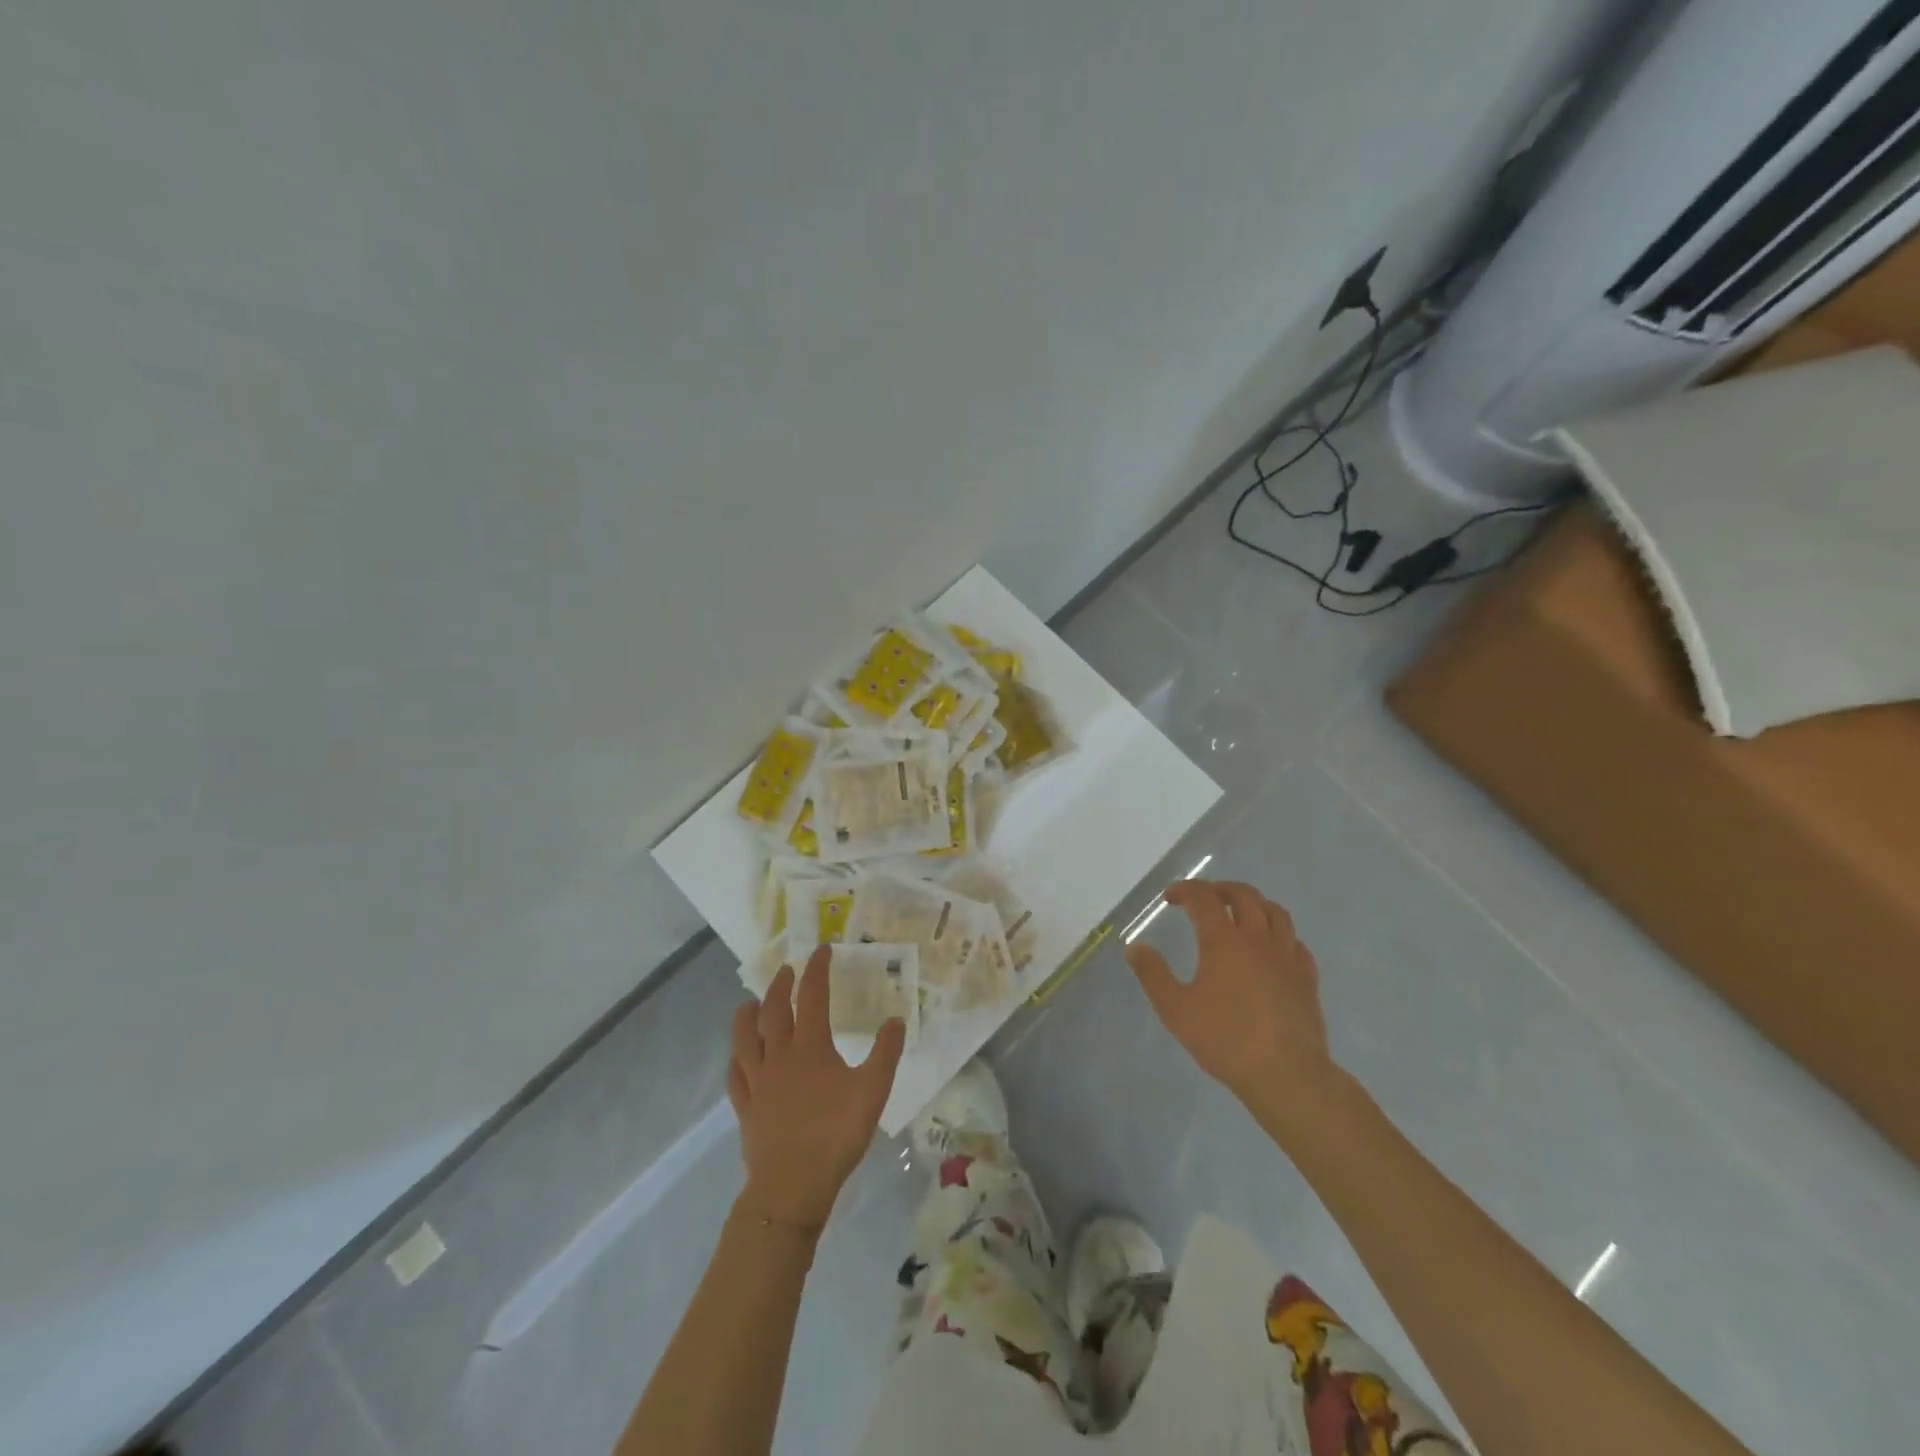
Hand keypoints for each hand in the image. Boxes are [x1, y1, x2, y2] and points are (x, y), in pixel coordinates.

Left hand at [727, 945, 907, 1232]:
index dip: (817, 969)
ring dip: (748, 1014)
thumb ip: (886, 1053)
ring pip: (744, 1038)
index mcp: (810, 1046)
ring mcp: (757, 1082)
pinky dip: (737, 1058)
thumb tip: (896, 1020)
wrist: (791, 1187)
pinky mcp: (745, 1107)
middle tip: (788, 970)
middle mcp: (779, 1056)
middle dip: (781, 985)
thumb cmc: (835, 1135)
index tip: (822, 950)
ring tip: (751, 1002)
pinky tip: (739, 1058)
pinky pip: (735, 1075)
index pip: (811, 996)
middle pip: (773, 1010)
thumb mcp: (873, 1092)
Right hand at [1125, 880, 1338, 1115]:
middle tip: (1203, 898)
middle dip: (1220, 889)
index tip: (1170, 897)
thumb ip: (1153, 974)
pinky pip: (1295, 942)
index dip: (1185, 890)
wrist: (1286, 1074)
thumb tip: (1135, 947)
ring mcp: (1287, 957)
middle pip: (1244, 895)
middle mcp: (1257, 939)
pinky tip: (1271, 948)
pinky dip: (1279, 935)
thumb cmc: (1225, 1040)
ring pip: (1276, 913)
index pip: (1204, 898)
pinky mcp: (1307, 979)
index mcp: (1224, 941)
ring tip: (1239, 914)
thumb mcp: (1175, 1009)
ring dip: (1254, 904)